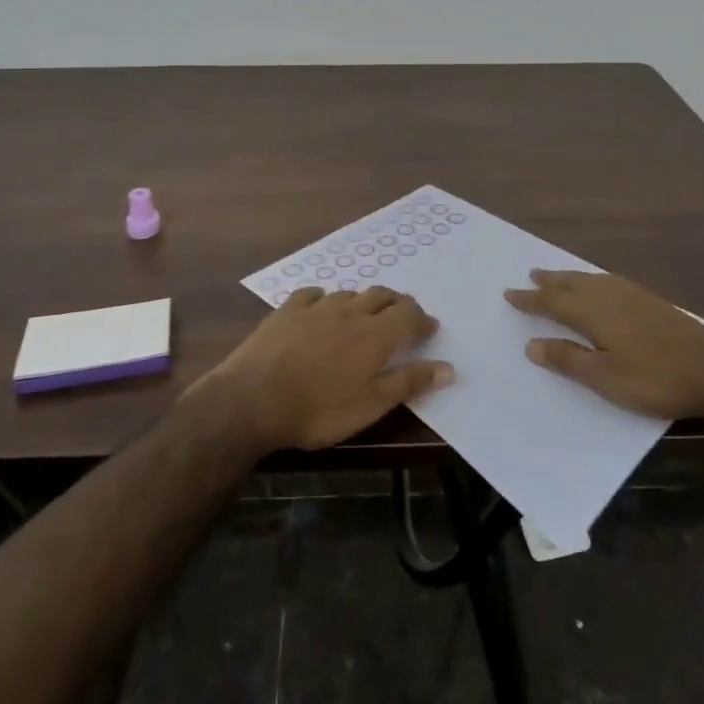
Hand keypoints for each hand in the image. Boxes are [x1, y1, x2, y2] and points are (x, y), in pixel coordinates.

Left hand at [197, 286, 454, 451]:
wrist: (253, 399)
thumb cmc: (319, 409)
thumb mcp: (370, 405)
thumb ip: (409, 382)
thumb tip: (449, 367)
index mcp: (375, 335)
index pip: (408, 315)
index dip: (422, 320)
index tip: (430, 329)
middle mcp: (350, 312)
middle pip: (382, 296)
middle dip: (397, 304)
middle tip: (404, 317)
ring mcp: (316, 307)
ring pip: (350, 293)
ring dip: (364, 300)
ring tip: (367, 313)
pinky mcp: (287, 310)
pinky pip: (313, 294)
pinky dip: (325, 298)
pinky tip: (322, 305)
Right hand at [505, 269, 703, 420]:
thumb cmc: (655, 378)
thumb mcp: (605, 378)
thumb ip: (568, 359)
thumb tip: (531, 344)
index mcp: (593, 313)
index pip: (552, 303)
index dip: (530, 299)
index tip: (509, 293)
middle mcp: (608, 296)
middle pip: (571, 284)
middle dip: (549, 281)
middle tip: (530, 274)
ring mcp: (632, 295)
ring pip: (590, 280)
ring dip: (569, 277)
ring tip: (557, 276)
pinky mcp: (651, 300)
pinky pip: (608, 281)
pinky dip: (592, 279)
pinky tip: (600, 285)